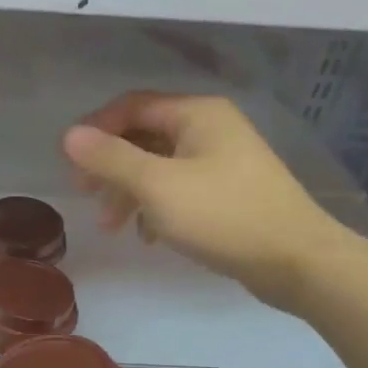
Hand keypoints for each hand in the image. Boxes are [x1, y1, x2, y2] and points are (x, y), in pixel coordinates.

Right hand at [62, 91, 354, 314]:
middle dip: (110, 166)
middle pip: (144, 137)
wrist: (298, 261)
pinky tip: (148, 236)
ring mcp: (223, 161)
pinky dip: (156, 207)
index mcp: (196, 114)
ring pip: (160, 166)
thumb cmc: (224, 215)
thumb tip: (69, 136)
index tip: (71, 162)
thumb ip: (111, 159)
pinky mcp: (229, 192)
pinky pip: (180, 189)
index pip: (132, 106)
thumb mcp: (158, 186)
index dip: (96, 129)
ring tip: (111, 226)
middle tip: (85, 195)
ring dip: (129, 192)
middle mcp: (210, 128)